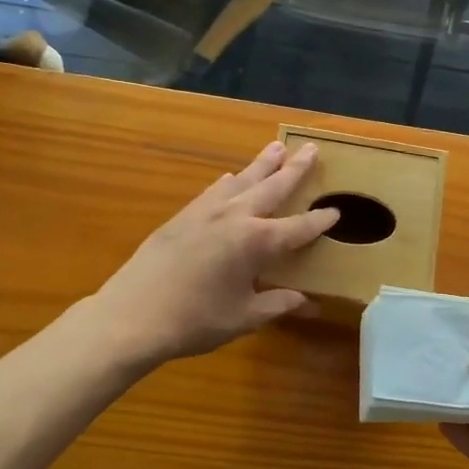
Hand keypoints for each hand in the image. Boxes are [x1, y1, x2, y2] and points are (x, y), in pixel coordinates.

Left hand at [91, 141, 338, 365]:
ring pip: (242, 179)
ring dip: (262, 164)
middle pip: (273, 187)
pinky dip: (228, 181)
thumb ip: (277, 304)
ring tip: (277, 147)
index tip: (336, 211)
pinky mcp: (183, 215)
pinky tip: (230, 177)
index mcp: (258, 242)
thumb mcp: (244, 317)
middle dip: (295, 169)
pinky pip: (213, 190)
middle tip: (312, 149)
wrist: (132, 316)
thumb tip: (308, 303)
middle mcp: (236, 216)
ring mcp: (207, 212)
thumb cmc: (195, 321)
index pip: (299, 227)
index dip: (320, 220)